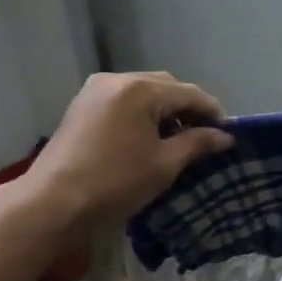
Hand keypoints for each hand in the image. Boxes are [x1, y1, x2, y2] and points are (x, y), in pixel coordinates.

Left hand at [0, 71, 233, 231]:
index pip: (189, 93)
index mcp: (140, 89)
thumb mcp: (164, 164)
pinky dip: (142, 113)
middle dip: (188, 108)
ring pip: (143, 92)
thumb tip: (225, 137)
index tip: (228, 135)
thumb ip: (197, 143)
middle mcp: (117, 79)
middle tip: (204, 136)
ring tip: (178, 139)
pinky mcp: (83, 105)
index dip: (213, 112)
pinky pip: (124, 100)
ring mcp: (95, 90)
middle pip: (166, 86)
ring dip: (165, 110)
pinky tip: (149, 137)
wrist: (53, 201)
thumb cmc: (115, 182)